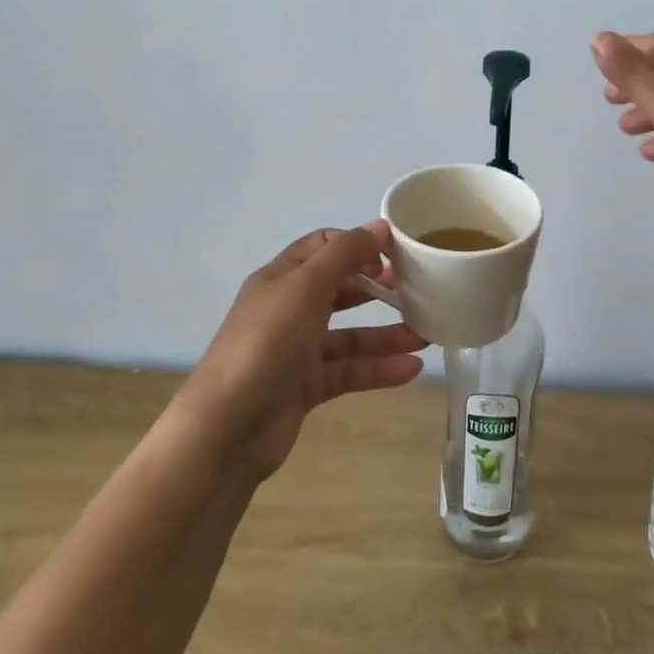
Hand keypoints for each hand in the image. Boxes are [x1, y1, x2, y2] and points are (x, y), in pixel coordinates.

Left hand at [182, 221, 426, 480]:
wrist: (226, 428)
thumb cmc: (266, 343)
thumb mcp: (306, 288)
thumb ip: (344, 255)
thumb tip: (379, 225)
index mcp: (281, 278)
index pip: (322, 247)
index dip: (357, 246)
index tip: (393, 254)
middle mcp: (288, 309)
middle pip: (339, 289)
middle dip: (377, 288)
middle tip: (417, 290)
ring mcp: (296, 351)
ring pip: (349, 335)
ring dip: (387, 334)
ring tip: (427, 336)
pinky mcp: (305, 387)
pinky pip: (349, 371)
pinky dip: (378, 369)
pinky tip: (412, 369)